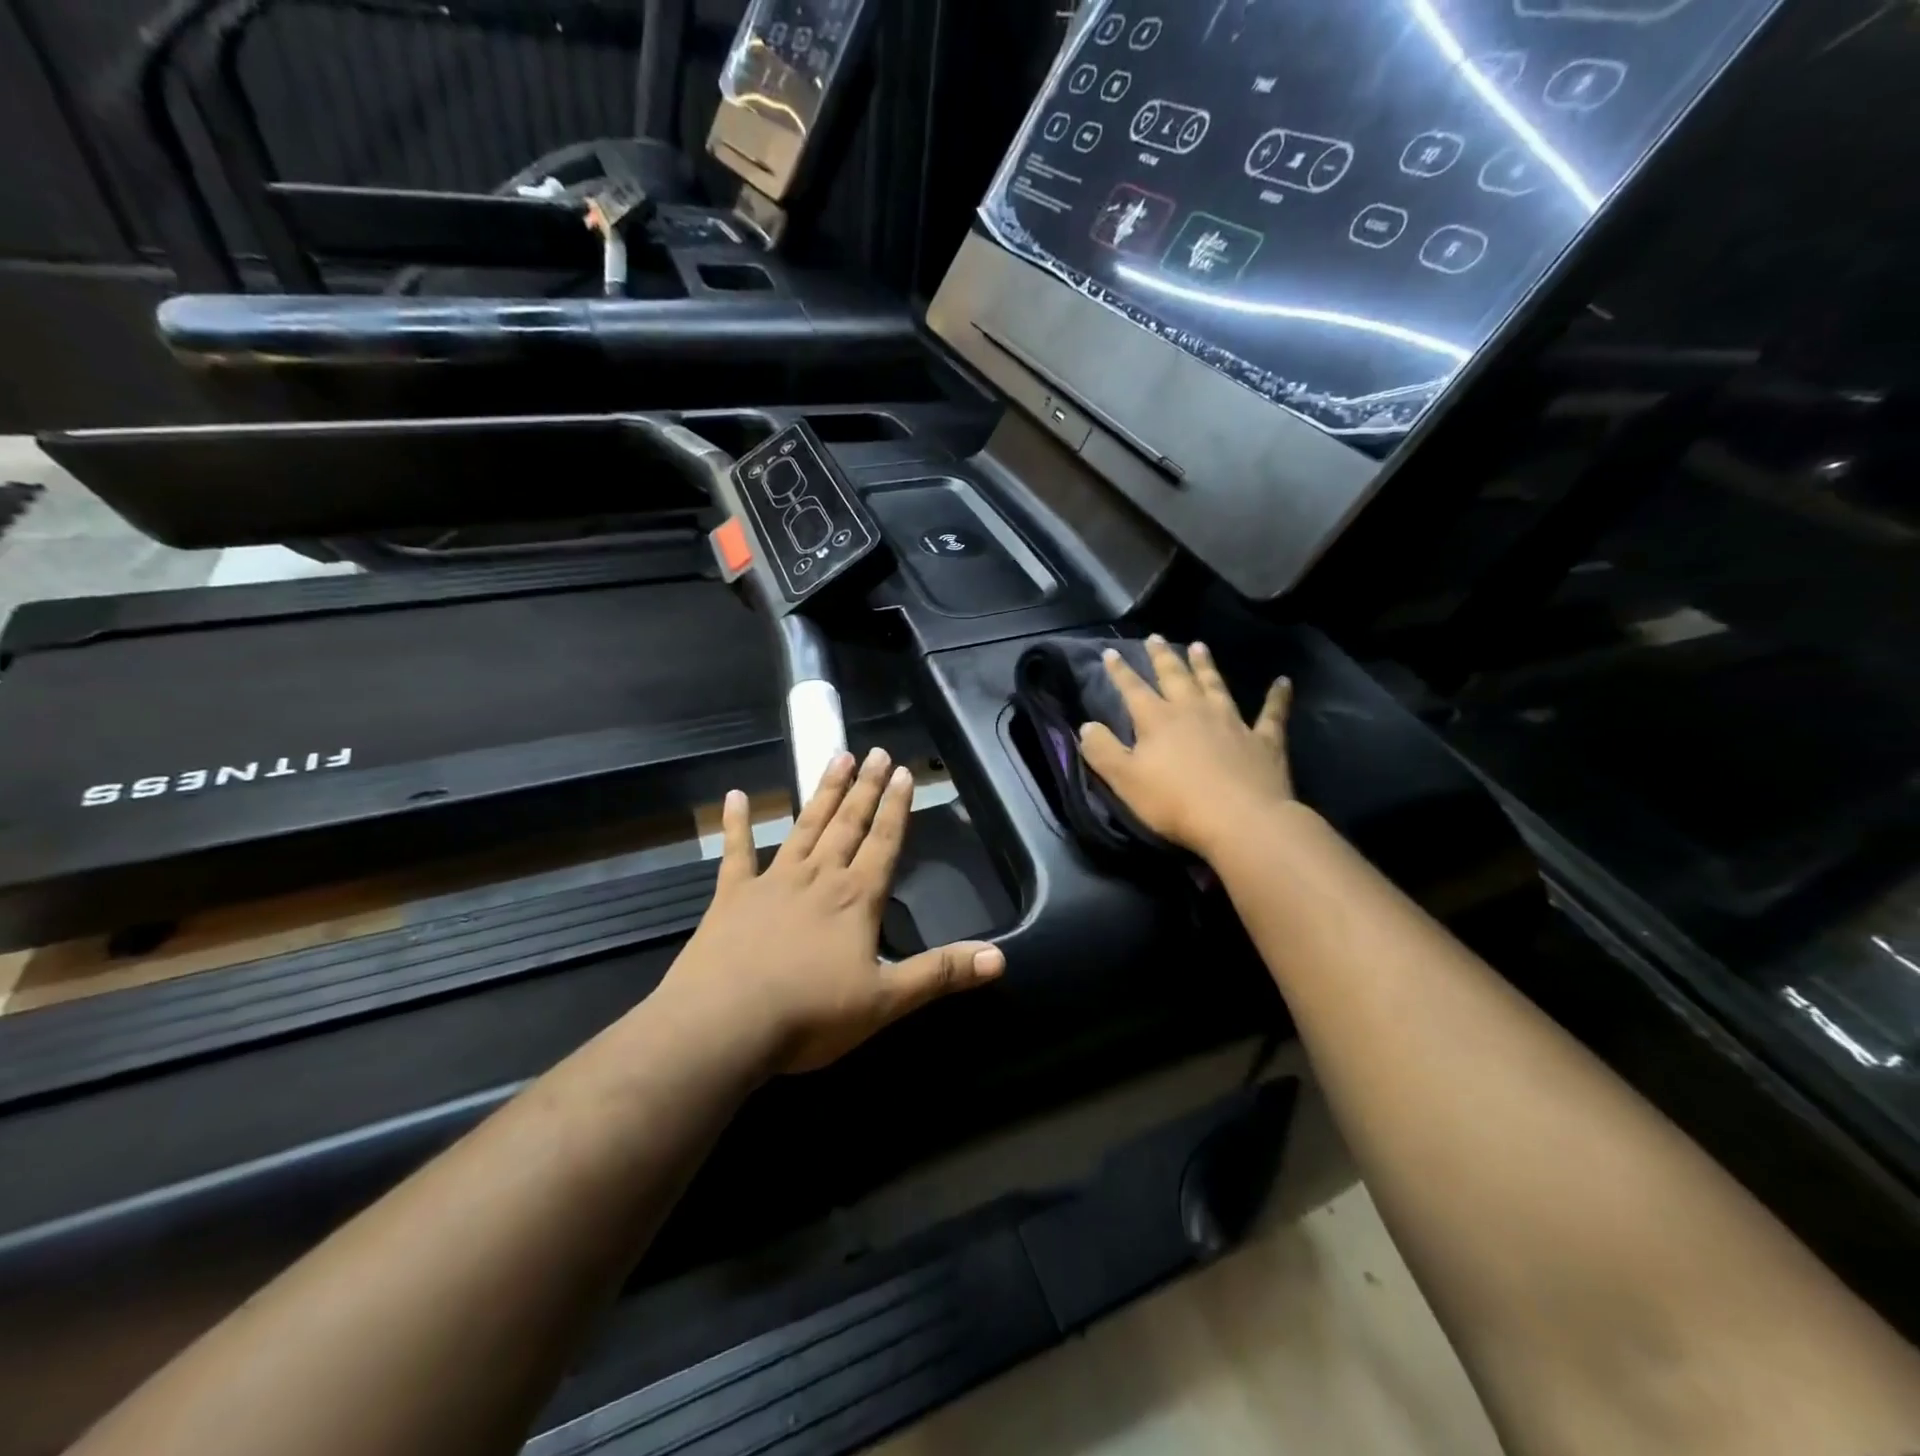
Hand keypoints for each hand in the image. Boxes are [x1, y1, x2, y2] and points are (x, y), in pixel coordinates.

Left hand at [657, 749, 1004, 1074]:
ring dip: (822, 792)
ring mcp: (772, 882)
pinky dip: (736, 825)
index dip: (897, 807)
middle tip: (875, 752)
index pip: (884, 842)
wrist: (724, 1025)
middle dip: (865, 788)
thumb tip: (999, 958)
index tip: (904, 771)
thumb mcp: (886, 1000)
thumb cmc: (810, 1015)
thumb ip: (940, 973)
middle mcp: (818, 878)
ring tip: (836, 757)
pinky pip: (736, 853)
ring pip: (804, 826)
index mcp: (856, 898)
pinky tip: (733, 797)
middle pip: (848, 824)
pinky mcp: (731, 897)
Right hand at [1079, 636, 1294, 859]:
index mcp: (1158, 720)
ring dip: (1206, 666)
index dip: (1120, 671)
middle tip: (1155, 638)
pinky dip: (1277, 697)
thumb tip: (1086, 726)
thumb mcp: (1125, 780)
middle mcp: (1193, 711)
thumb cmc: (1176, 803)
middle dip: (1162, 657)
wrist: (1242, 820)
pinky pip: (1272, 713)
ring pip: (1215, 685)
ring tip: (1199, 646)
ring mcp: (1232, 722)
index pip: (1133, 689)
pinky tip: (1283, 682)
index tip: (1111, 652)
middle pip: (1175, 677)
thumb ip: (1102, 751)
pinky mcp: (1264, 740)